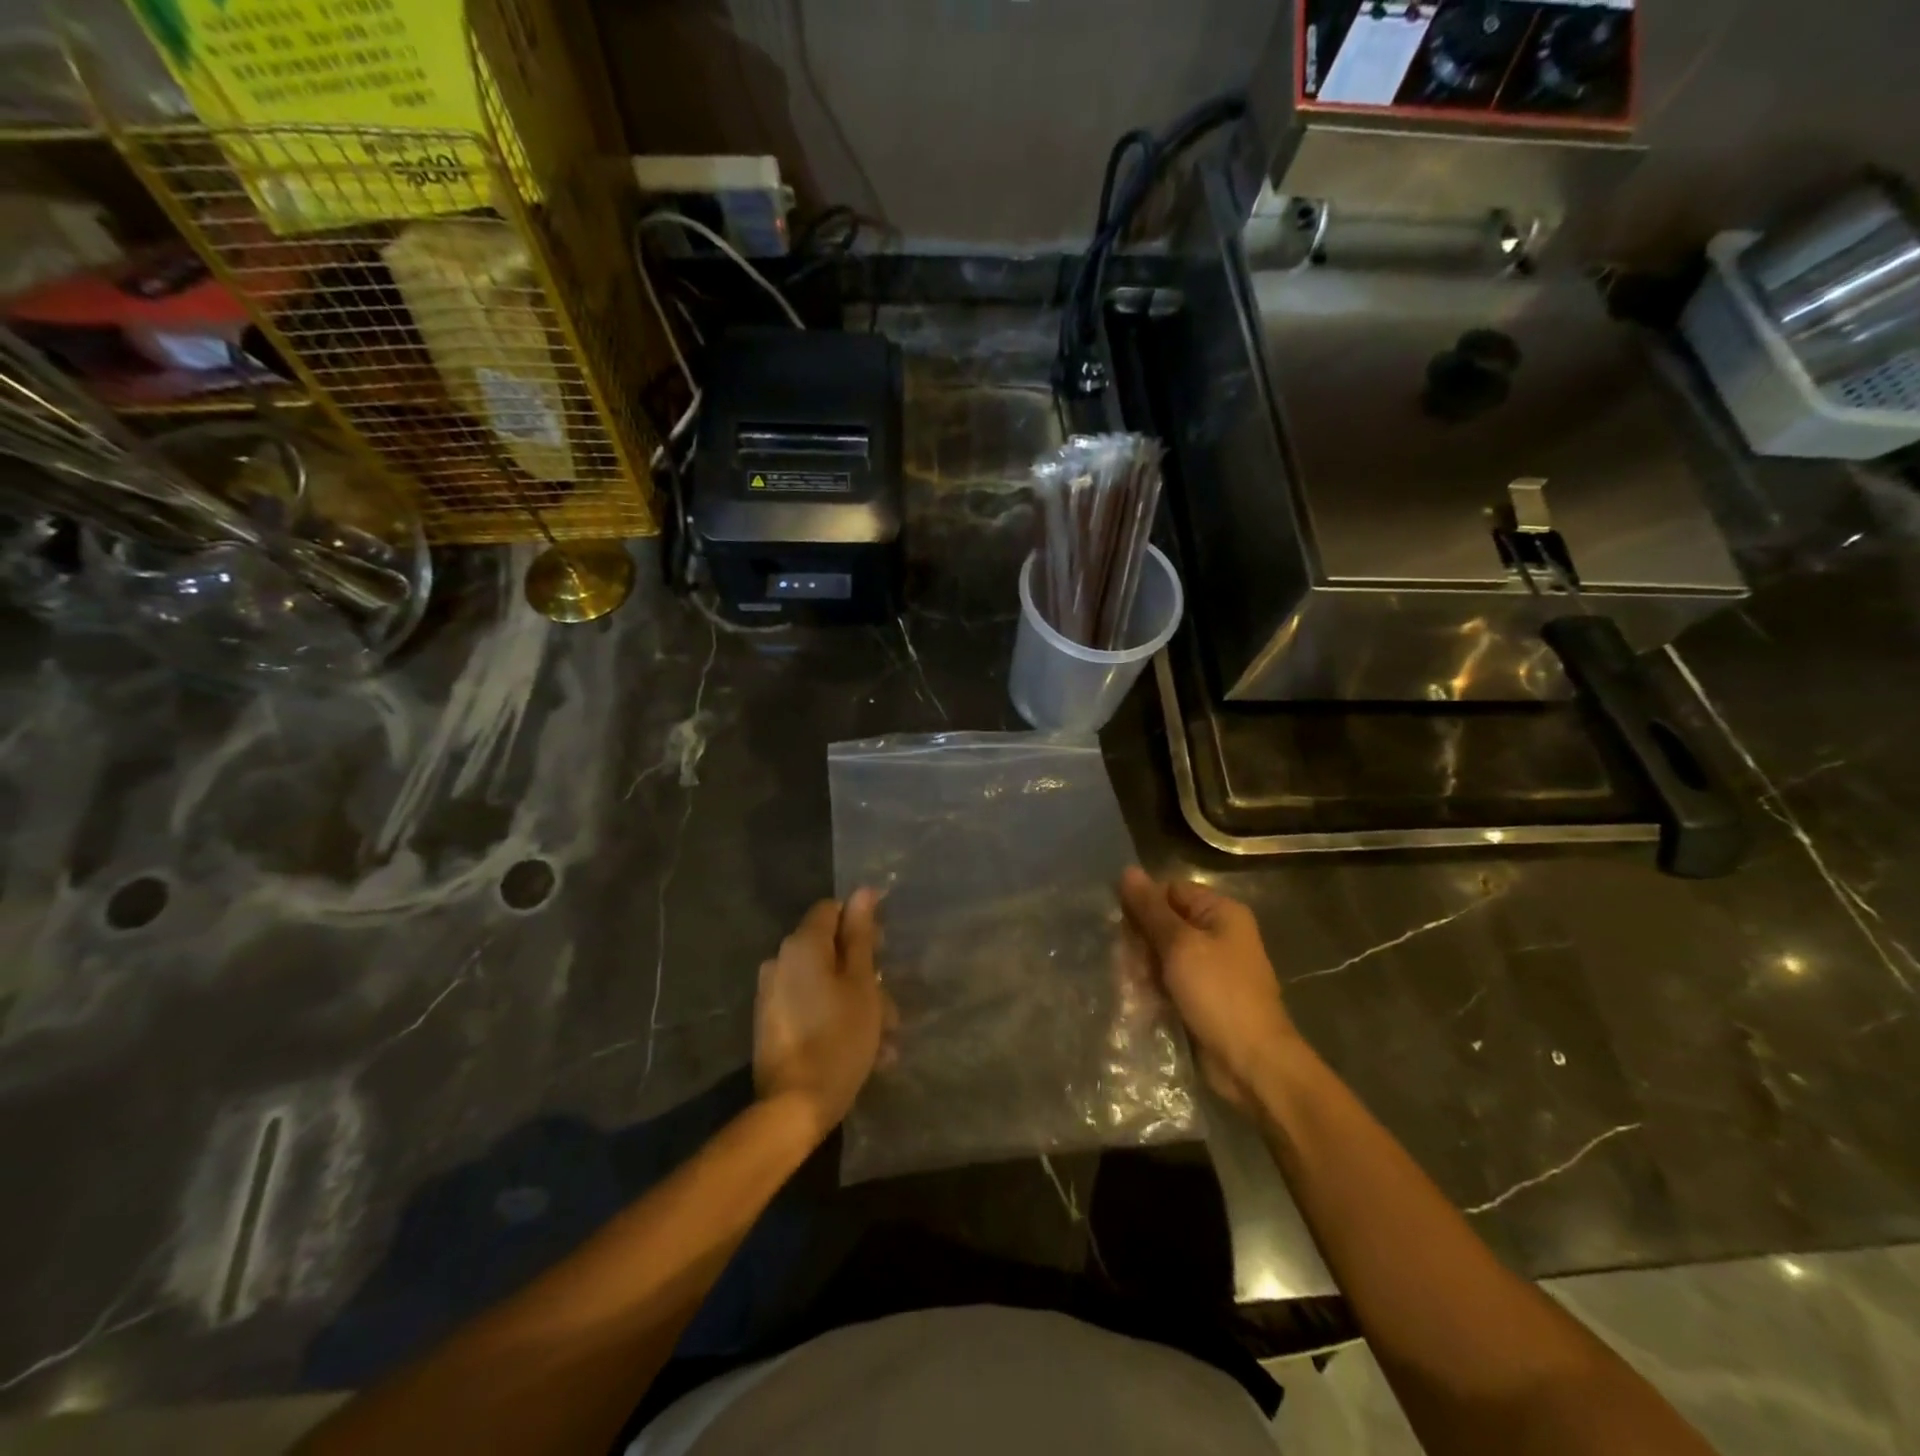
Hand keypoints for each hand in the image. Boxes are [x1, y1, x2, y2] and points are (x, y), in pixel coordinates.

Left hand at [754, 891, 889, 1143]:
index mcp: (801, 945)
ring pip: (823, 982)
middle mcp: (780, 961)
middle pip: (829, 948)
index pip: (831, 910)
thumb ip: (861, 936)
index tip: (884, 950)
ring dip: (855, 1001)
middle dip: (863, 971)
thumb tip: (863, 892)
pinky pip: (810, 1005)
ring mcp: (772, 993)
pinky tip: (865, 1050)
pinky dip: (835, 1017)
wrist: (794, 1106)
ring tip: (886, 1038)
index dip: (860, 923)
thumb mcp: (861, 984)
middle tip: (891, 1004)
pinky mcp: (771, 1022)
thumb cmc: (839, 1038)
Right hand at [1119, 868, 1301, 1111]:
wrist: (1252, 1063)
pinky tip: (1136, 999)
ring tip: (1128, 983)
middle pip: (1164, 922)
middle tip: (1122, 960)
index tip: (1118, 922)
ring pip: (1162, 954)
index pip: (1170, 890)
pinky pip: (1168, 981)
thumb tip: (1127, 871)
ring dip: (1142, 967)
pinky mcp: (1201, 997)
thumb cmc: (1218, 993)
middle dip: (1140, 940)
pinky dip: (1152, 987)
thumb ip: (1150, 909)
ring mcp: (1210, 968)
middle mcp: (1218, 934)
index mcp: (1221, 912)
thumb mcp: (1180, 945)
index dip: (1143, 902)